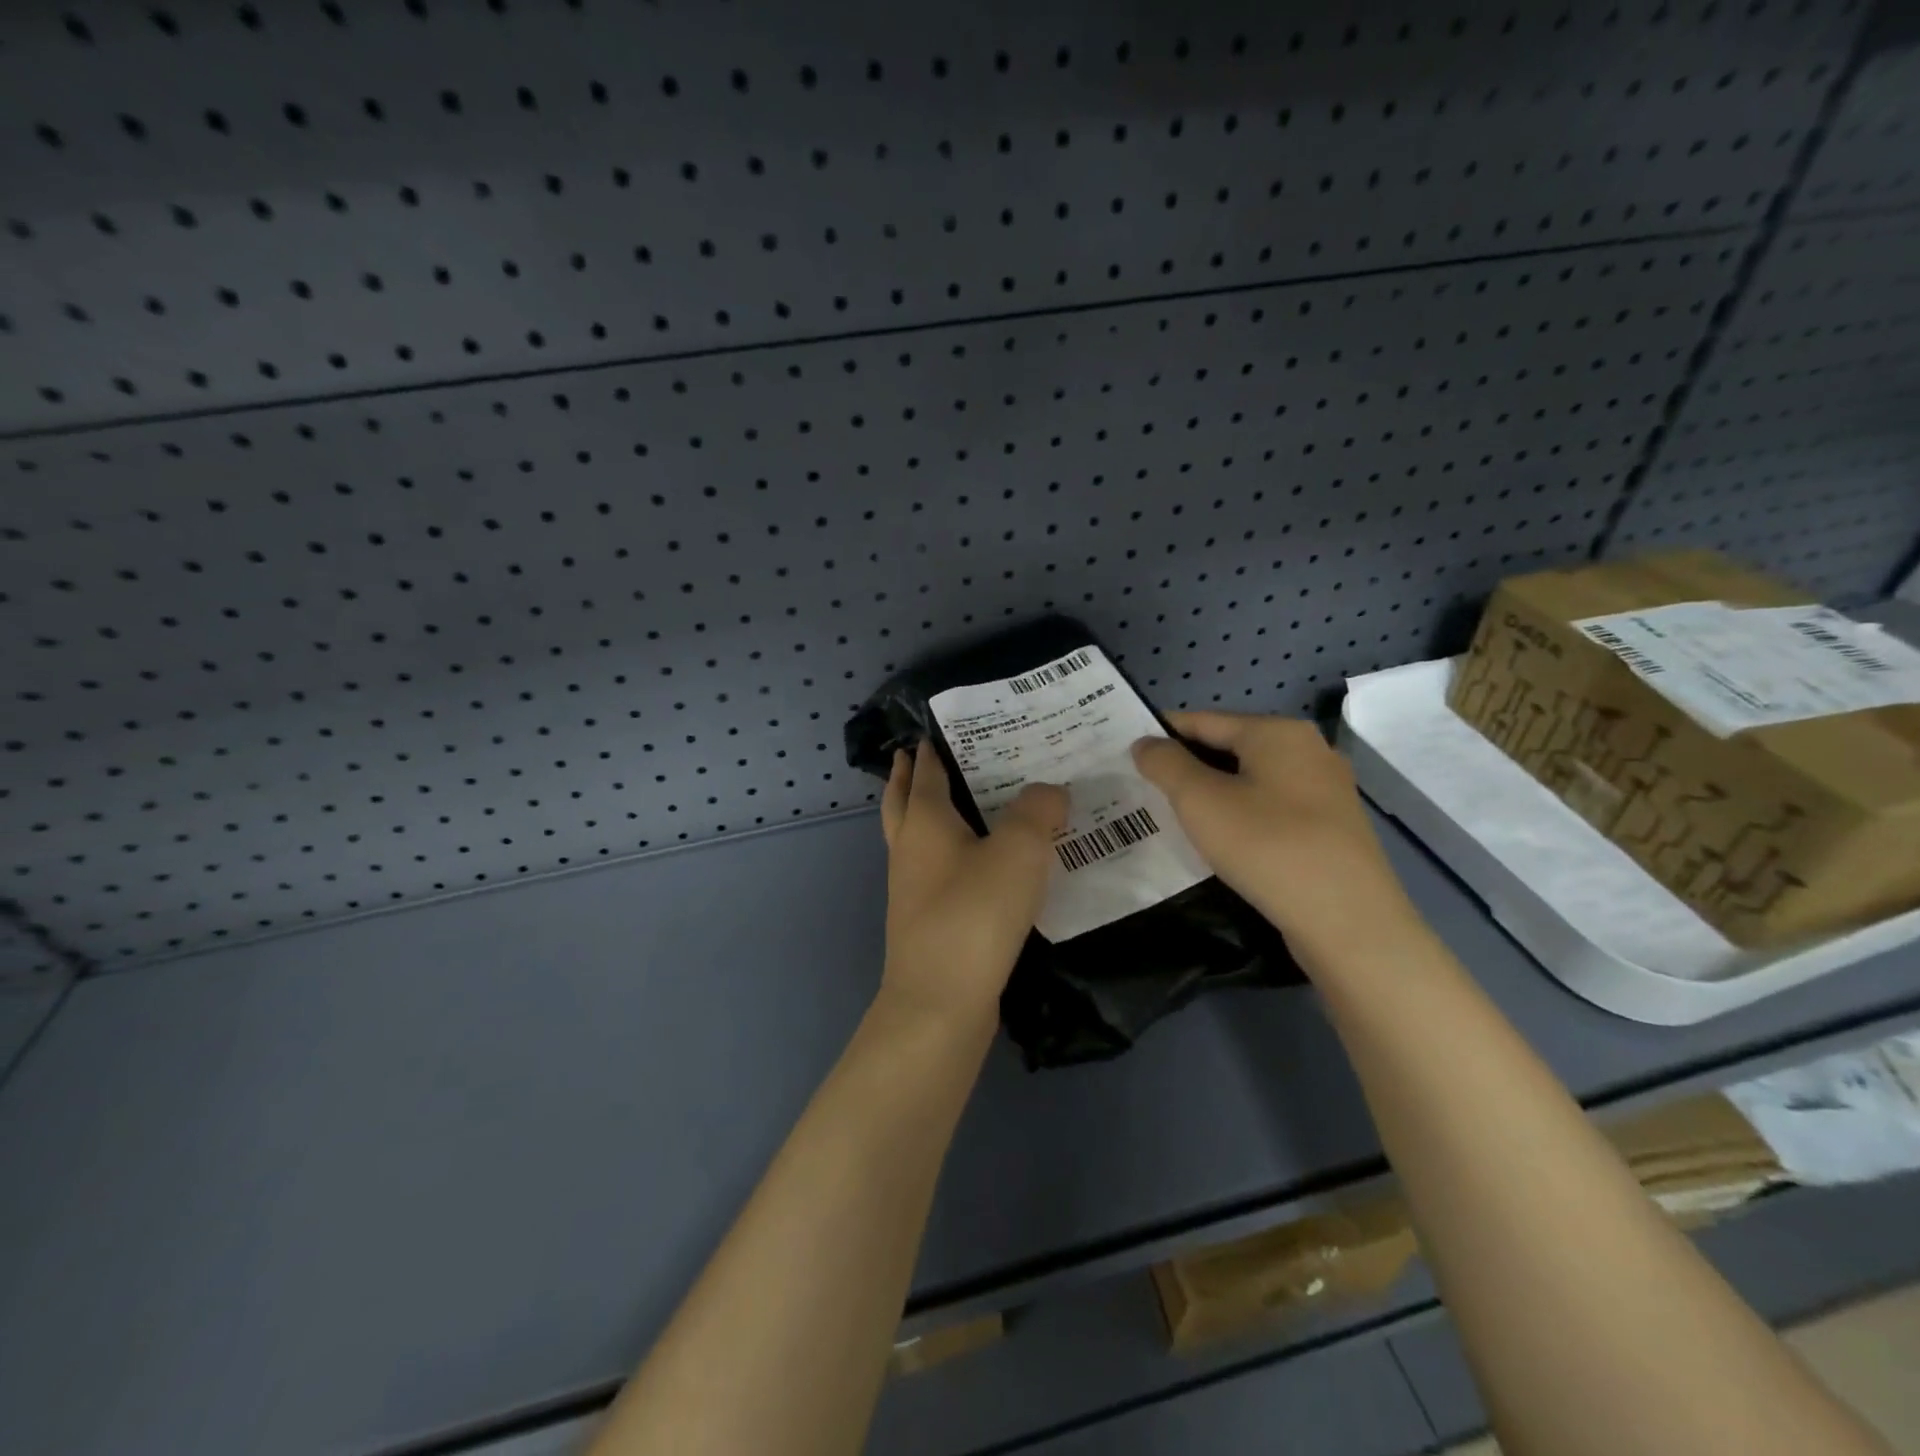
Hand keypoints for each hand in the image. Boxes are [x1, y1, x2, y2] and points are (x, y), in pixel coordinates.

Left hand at [878, 744, 1067, 1029]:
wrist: (939, 1002)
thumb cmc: (975, 914)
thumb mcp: (1019, 851)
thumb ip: (1038, 811)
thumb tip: (1049, 791)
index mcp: (925, 821)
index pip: (926, 770)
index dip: (932, 747)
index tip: (941, 726)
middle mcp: (909, 848)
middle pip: (902, 799)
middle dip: (910, 774)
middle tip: (923, 753)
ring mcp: (911, 887)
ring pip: (914, 835)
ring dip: (925, 812)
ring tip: (958, 801)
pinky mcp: (924, 919)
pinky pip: (933, 868)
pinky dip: (945, 851)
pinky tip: (976, 861)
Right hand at [1131, 712, 1419, 967]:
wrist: (1349, 923)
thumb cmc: (1268, 847)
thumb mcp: (1200, 801)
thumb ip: (1166, 764)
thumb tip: (1145, 743)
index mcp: (1278, 732)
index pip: (1203, 721)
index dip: (1161, 734)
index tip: (1125, 754)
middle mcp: (1308, 750)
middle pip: (1230, 748)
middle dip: (1186, 767)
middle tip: (1144, 789)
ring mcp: (1326, 791)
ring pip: (1251, 781)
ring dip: (1212, 794)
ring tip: (1175, 817)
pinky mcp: (1333, 828)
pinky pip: (1272, 808)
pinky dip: (1241, 816)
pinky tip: (1222, 841)